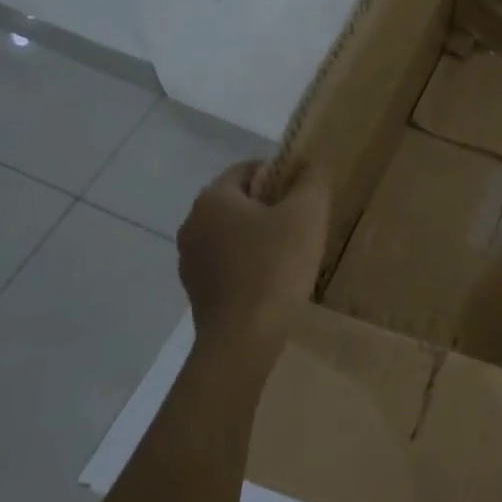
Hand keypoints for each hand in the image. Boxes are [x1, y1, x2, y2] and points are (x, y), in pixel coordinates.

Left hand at [177, 160, 329, 351]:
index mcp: (213, 198)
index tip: (305, 193)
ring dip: (257, 237)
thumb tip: (310, 164)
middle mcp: (192, 223)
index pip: (247, 169)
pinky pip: (226, 264)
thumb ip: (312, 181)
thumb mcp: (306, 215)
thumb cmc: (275, 267)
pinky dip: (247, 264)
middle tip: (303, 224)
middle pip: (238, 202)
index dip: (279, 173)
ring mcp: (190, 259)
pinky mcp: (196, 290)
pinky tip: (271, 281)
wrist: (243, 338)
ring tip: (290, 255)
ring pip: (231, 234)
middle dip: (269, 207)